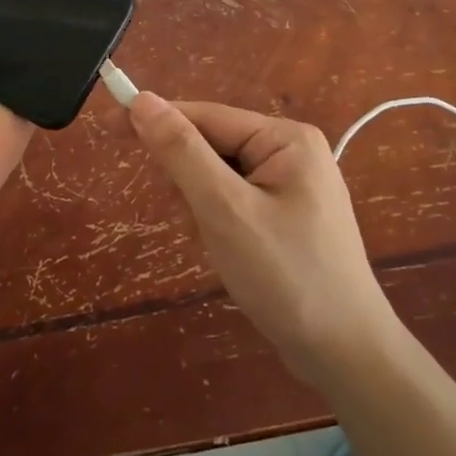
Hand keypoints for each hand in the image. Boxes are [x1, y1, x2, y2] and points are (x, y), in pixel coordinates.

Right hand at [127, 95, 398, 384]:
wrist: (346, 355)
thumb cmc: (285, 276)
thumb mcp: (224, 209)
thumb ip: (181, 152)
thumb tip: (142, 100)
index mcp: (286, 138)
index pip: (206, 116)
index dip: (157, 121)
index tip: (109, 128)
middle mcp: (292, 152)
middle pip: (213, 145)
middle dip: (190, 181)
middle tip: (193, 222)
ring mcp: (294, 185)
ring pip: (220, 177)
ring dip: (202, 207)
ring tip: (218, 246)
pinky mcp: (289, 216)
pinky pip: (236, 201)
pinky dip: (219, 222)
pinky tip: (230, 254)